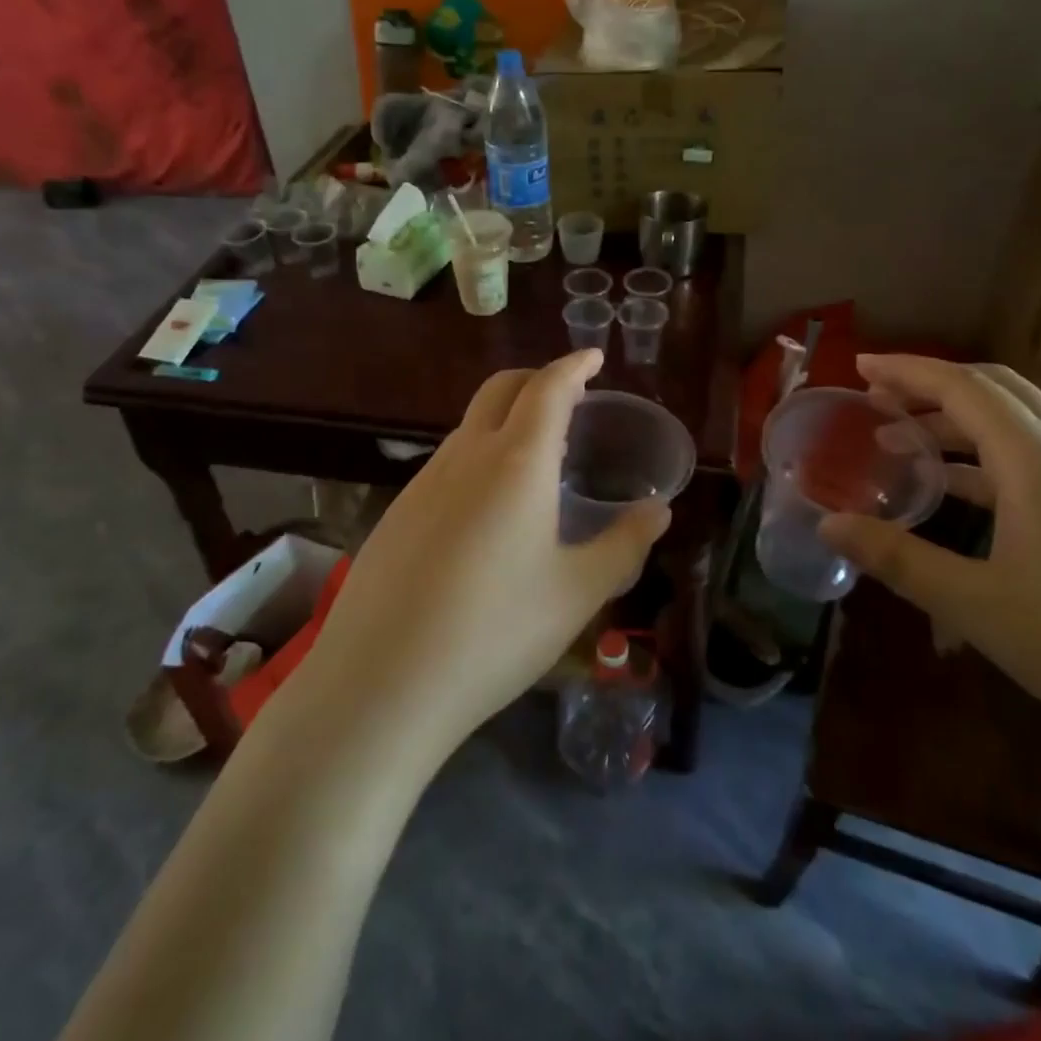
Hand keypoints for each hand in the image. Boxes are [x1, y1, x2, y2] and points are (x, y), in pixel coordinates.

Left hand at [299, 351, 671, 765]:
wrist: (380, 683)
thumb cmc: (495, 632)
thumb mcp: (577, 593)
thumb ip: (624, 545)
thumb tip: (659, 511)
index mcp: (517, 462)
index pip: (548, 389)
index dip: (573, 366)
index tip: (592, 357)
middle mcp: (466, 456)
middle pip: (500, 390)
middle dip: (537, 379)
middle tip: (569, 395)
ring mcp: (423, 483)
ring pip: (469, 426)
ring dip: (505, 419)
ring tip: (534, 456)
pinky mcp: (396, 513)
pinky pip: (446, 464)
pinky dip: (477, 457)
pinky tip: (486, 509)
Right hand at [819, 355, 1040, 787]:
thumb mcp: (980, 608)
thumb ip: (899, 559)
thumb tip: (828, 525)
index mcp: (1040, 466)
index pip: (965, 389)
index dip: (909, 371)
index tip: (861, 366)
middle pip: (999, 392)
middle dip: (933, 386)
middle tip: (878, 399)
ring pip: (1023, 427)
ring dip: (960, 423)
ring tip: (905, 445)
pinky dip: (990, 460)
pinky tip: (966, 496)